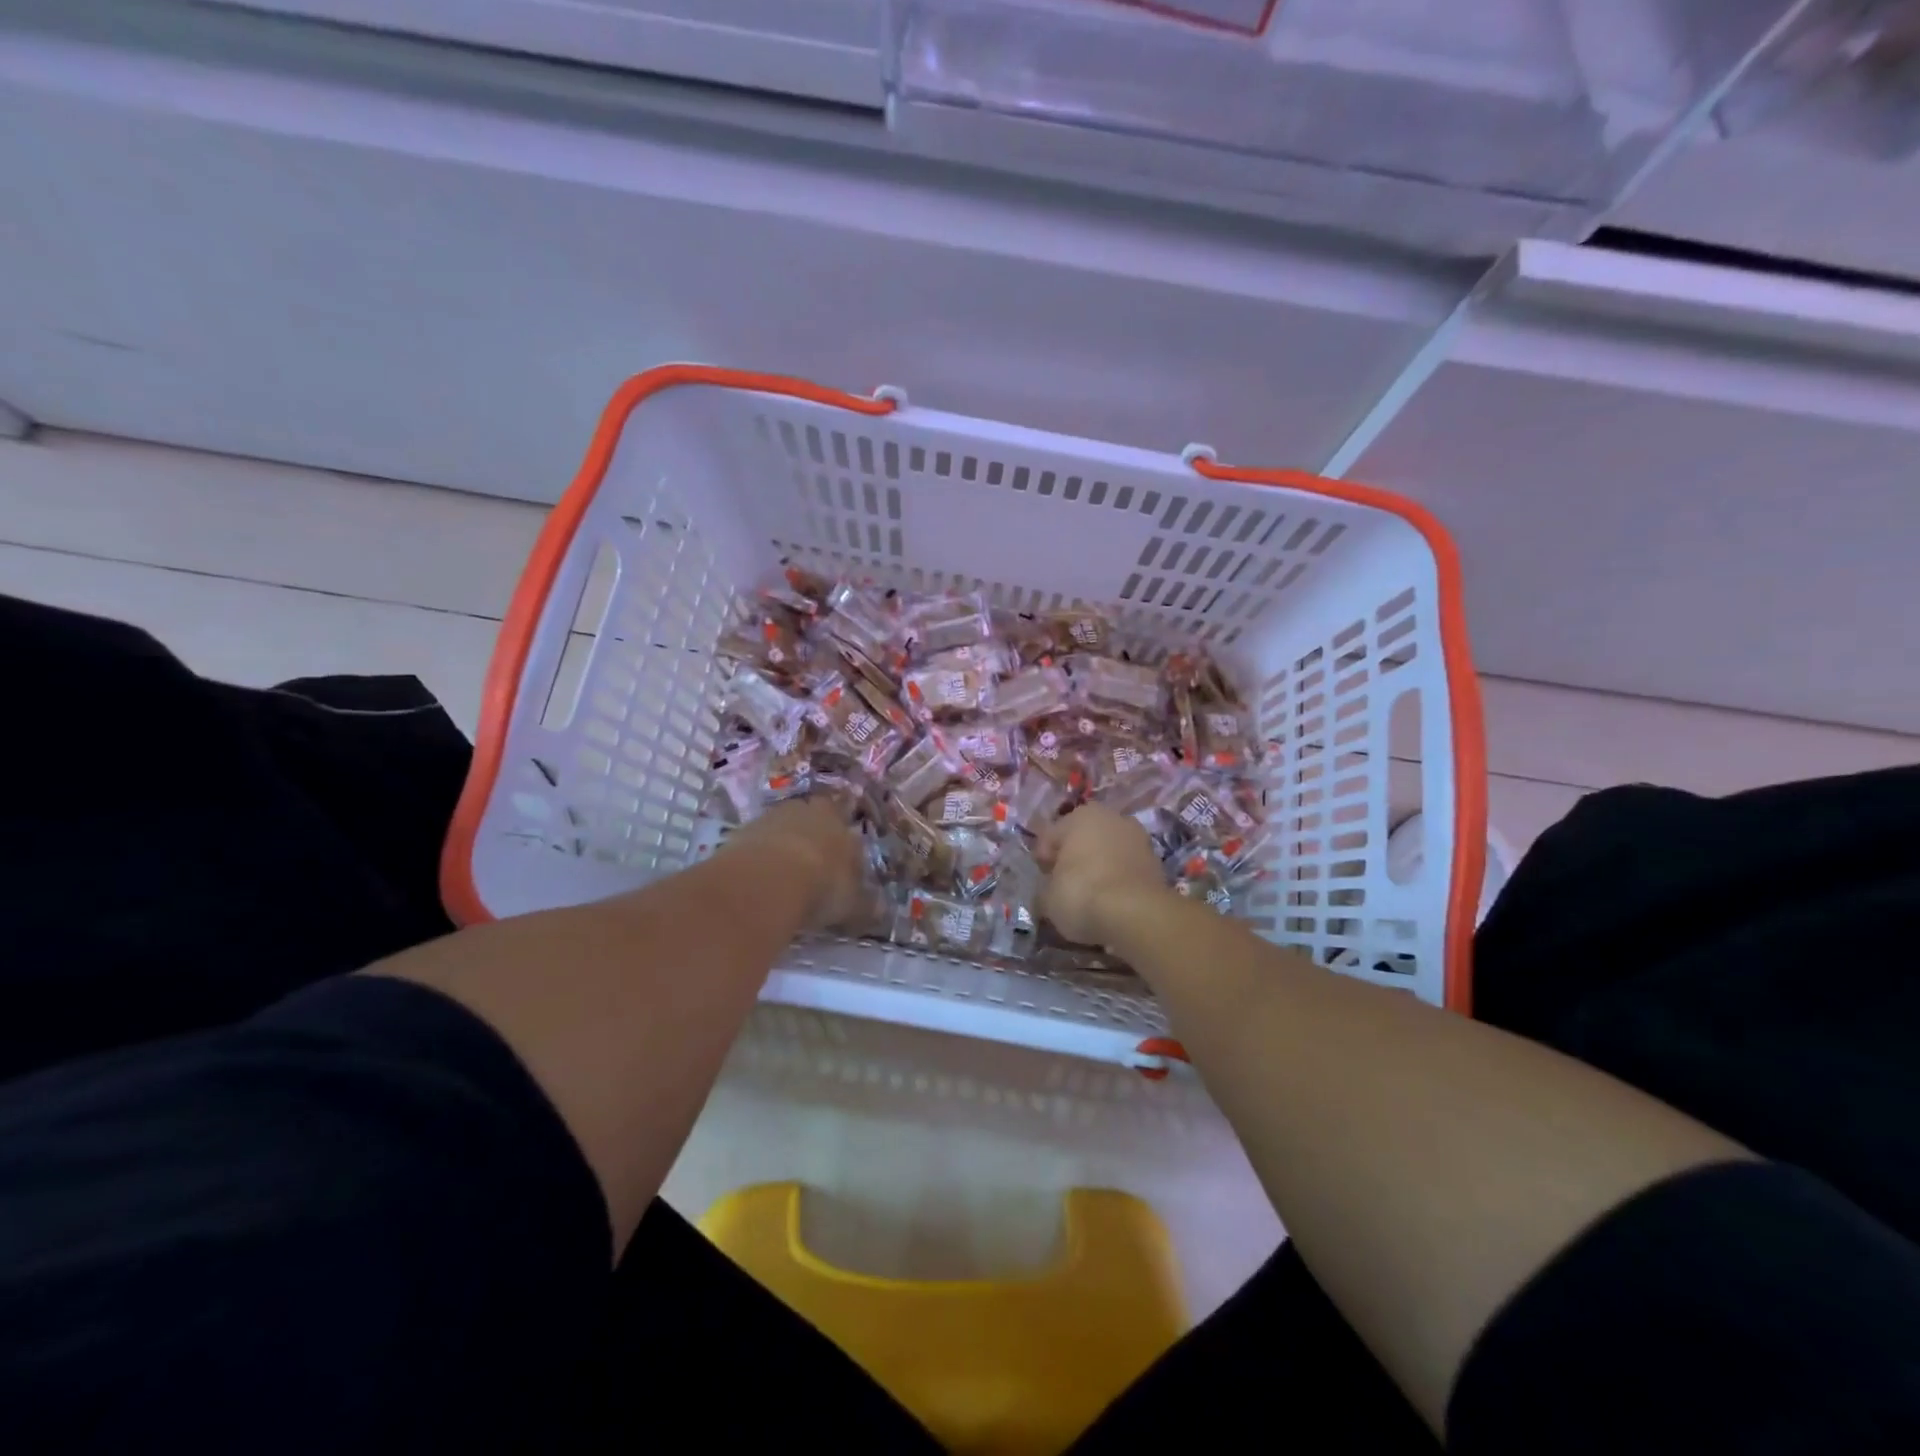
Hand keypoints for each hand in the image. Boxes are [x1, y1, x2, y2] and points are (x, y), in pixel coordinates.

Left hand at [723, 799, 865, 930]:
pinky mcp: (741, 831)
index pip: (843, 822)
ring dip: (781, 846)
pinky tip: (756, 881)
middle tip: (809, 866)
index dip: (840, 843)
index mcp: (838, 820)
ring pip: (780, 828)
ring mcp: (771, 818)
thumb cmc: (821, 886)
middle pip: (809, 819)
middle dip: (810, 837)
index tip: (837, 864)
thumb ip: (865, 905)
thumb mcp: (851, 904)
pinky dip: (757, 858)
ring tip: (780, 877)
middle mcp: (806, 812)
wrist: (767, 880)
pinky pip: (754, 842)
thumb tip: (880, 910)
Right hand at [1036, 803, 1171, 945]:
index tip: (1042, 881)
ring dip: (1098, 868)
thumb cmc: (1081, 893)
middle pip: (1083, 839)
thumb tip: (1047, 895)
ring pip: (1108, 852)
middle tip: (1064, 886)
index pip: (1050, 836)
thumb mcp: (1047, 898)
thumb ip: (1045, 890)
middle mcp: (1111, 817)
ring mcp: (1138, 837)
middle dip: (1073, 859)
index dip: (1042, 860)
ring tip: (1090, 896)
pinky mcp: (1156, 861)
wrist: (1136, 913)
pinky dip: (1118, 880)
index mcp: (1079, 815)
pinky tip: (1111, 901)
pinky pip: (1126, 868)